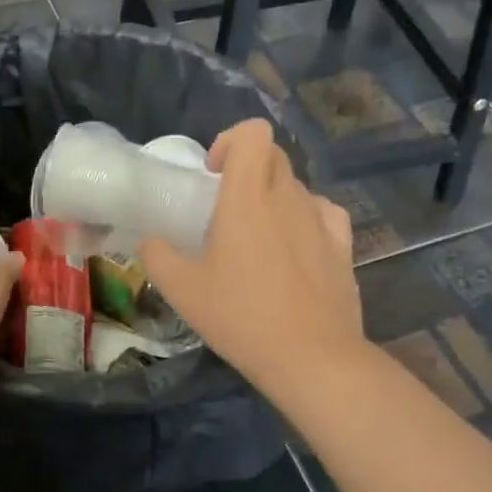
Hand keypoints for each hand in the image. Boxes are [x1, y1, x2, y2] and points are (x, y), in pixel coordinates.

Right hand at [137, 119, 363, 397]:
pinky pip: (323, 213)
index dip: (231, 141)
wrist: (311, 357)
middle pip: (274, 156)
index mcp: (248, 198)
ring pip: (297, 187)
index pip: (253, 134)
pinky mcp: (343, 246)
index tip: (213, 175)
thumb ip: (157, 257)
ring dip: (274, 198)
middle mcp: (288, 198)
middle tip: (226, 207)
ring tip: (258, 238)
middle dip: (248, 169)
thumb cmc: (241, 317)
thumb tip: (149, 241)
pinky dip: (305, 218)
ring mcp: (321, 220)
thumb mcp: (183, 291)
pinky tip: (295, 248)